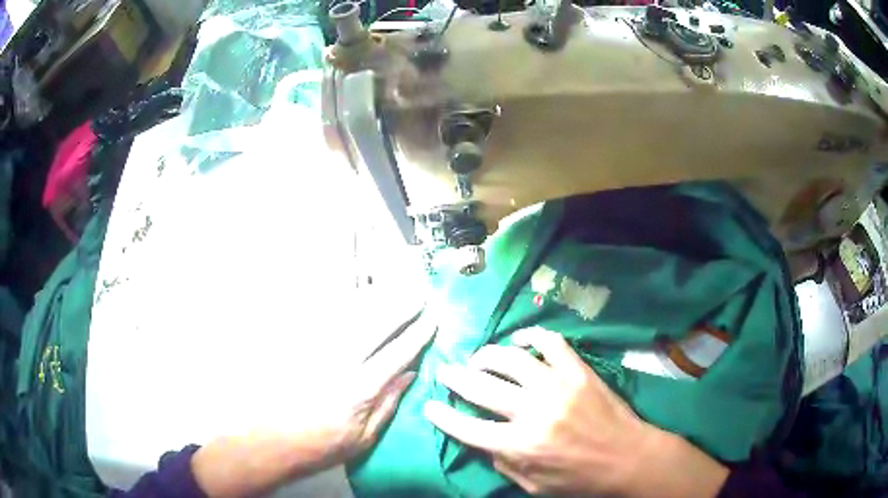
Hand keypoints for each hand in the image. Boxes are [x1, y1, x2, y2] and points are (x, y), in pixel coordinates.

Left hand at [192, 312, 435, 496]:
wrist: (270, 440)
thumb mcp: (363, 438)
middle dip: (401, 305)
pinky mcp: (297, 343)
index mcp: (360, 389)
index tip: (433, 318)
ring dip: (376, 298)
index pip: (397, 353)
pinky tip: (354, 296)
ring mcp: (315, 348)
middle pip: (376, 324)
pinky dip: (342, 303)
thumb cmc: (320, 445)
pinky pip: (322, 316)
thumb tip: (410, 374)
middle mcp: (339, 361)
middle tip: (419, 292)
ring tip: (394, 287)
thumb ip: (388, 404)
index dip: (418, 334)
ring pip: (350, 314)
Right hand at [424, 327, 728, 497]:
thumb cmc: (581, 479)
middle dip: (456, 378)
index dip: (443, 416)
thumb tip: (484, 441)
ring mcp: (559, 386)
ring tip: (479, 357)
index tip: (429, 405)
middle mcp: (535, 412)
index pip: (469, 428)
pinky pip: (552, 344)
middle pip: (483, 388)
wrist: (628, 458)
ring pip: (513, 359)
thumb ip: (505, 464)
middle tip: (445, 372)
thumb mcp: (535, 486)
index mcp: (522, 445)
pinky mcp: (580, 372)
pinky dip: (533, 337)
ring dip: (489, 355)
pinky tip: (522, 341)